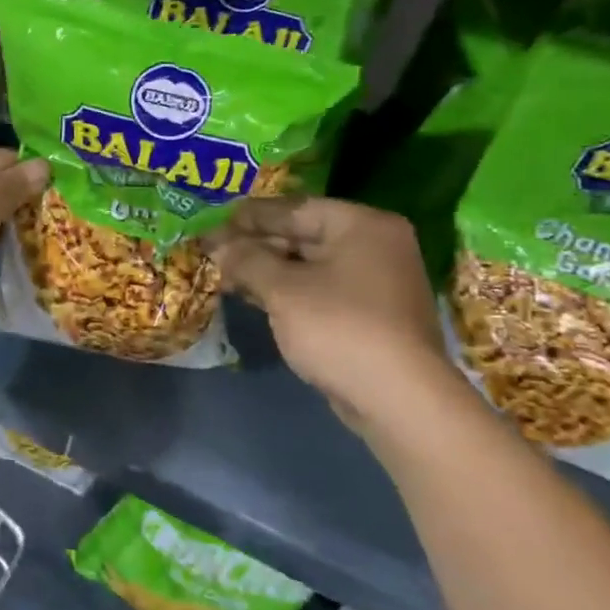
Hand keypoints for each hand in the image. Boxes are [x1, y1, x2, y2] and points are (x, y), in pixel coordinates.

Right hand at [205, 197, 458, 421]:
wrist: (399, 400)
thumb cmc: (339, 328)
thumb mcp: (282, 289)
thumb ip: (246, 259)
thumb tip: (215, 244)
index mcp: (361, 225)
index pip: (293, 209)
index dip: (247, 216)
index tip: (211, 222)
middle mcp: (374, 245)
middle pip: (302, 235)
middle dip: (255, 245)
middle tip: (212, 250)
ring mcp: (374, 282)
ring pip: (307, 266)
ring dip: (265, 270)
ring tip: (223, 274)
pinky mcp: (368, 315)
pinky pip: (318, 290)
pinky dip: (285, 291)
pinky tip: (251, 296)